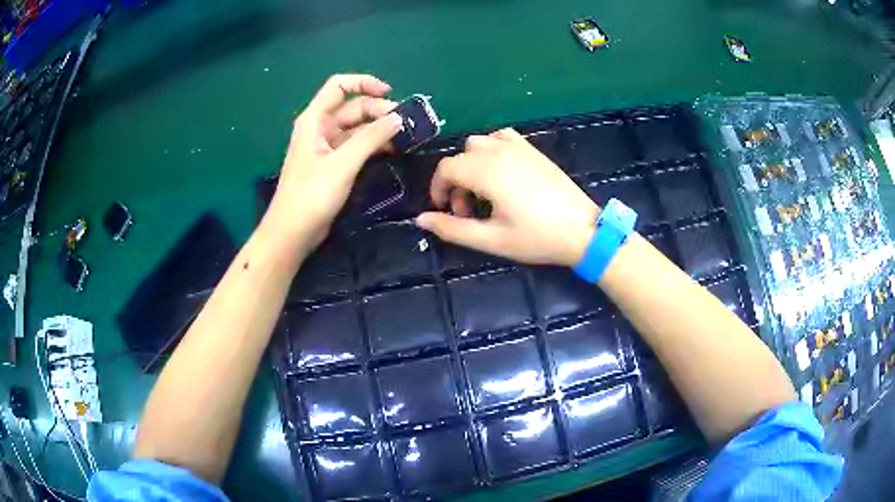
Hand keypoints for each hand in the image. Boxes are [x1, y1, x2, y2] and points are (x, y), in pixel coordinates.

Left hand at [264, 74, 403, 251]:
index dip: (364, 83)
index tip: (390, 93)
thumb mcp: (343, 163)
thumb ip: (371, 138)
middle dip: (378, 111)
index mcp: (315, 119)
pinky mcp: (333, 164)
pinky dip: (373, 145)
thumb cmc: (311, 195)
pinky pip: (356, 145)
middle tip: (405, 125)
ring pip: (357, 127)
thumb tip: (398, 118)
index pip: (339, 86)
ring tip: (405, 138)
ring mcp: (327, 146)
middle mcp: (320, 127)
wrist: (292, 232)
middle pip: (353, 107)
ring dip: (379, 129)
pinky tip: (392, 150)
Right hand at [416, 128, 598, 266]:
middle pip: (461, 156)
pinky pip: (502, 138)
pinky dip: (492, 150)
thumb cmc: (536, 237)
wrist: (583, 231)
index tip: (445, 212)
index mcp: (486, 171)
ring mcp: (519, 147)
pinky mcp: (533, 149)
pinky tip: (502, 173)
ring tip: (485, 193)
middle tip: (469, 211)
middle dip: (455, 181)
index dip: (438, 189)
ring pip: (479, 144)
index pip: (446, 168)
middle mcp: (499, 151)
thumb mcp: (491, 239)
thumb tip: (420, 220)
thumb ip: (453, 229)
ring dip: (472, 165)